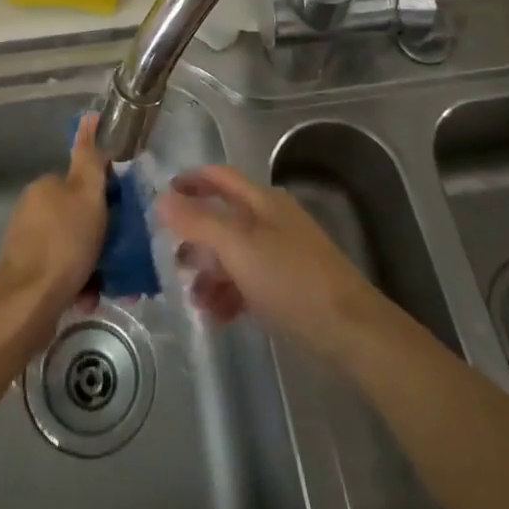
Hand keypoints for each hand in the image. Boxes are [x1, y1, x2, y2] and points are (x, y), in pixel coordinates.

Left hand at [0, 113, 108, 333]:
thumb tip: (90, 118)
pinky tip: (91, 297)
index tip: (123, 215)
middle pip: (79, 216)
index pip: (82, 182)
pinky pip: (63, 272)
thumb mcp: (87, 195)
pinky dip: (79, 282)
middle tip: (123, 252)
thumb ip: (91, 159)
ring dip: (94, 262)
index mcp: (45, 186)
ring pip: (73, 247)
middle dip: (102, 235)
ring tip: (112, 282)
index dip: (106, 197)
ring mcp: (27, 243)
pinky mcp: (27, 275)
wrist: (29, 302)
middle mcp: (33, 209)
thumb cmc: (64, 243)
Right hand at [158, 165, 385, 361]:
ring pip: (233, 255)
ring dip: (209, 273)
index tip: (159, 197)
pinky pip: (248, 283)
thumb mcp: (238, 247)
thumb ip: (198, 222)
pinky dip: (229, 295)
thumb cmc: (291, 279)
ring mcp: (281, 255)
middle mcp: (271, 221)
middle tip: (169, 260)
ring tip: (193, 299)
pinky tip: (216, 317)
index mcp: (262, 201)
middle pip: (223, 218)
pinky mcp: (288, 288)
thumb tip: (161, 198)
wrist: (350, 331)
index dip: (189, 181)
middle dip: (195, 238)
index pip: (219, 177)